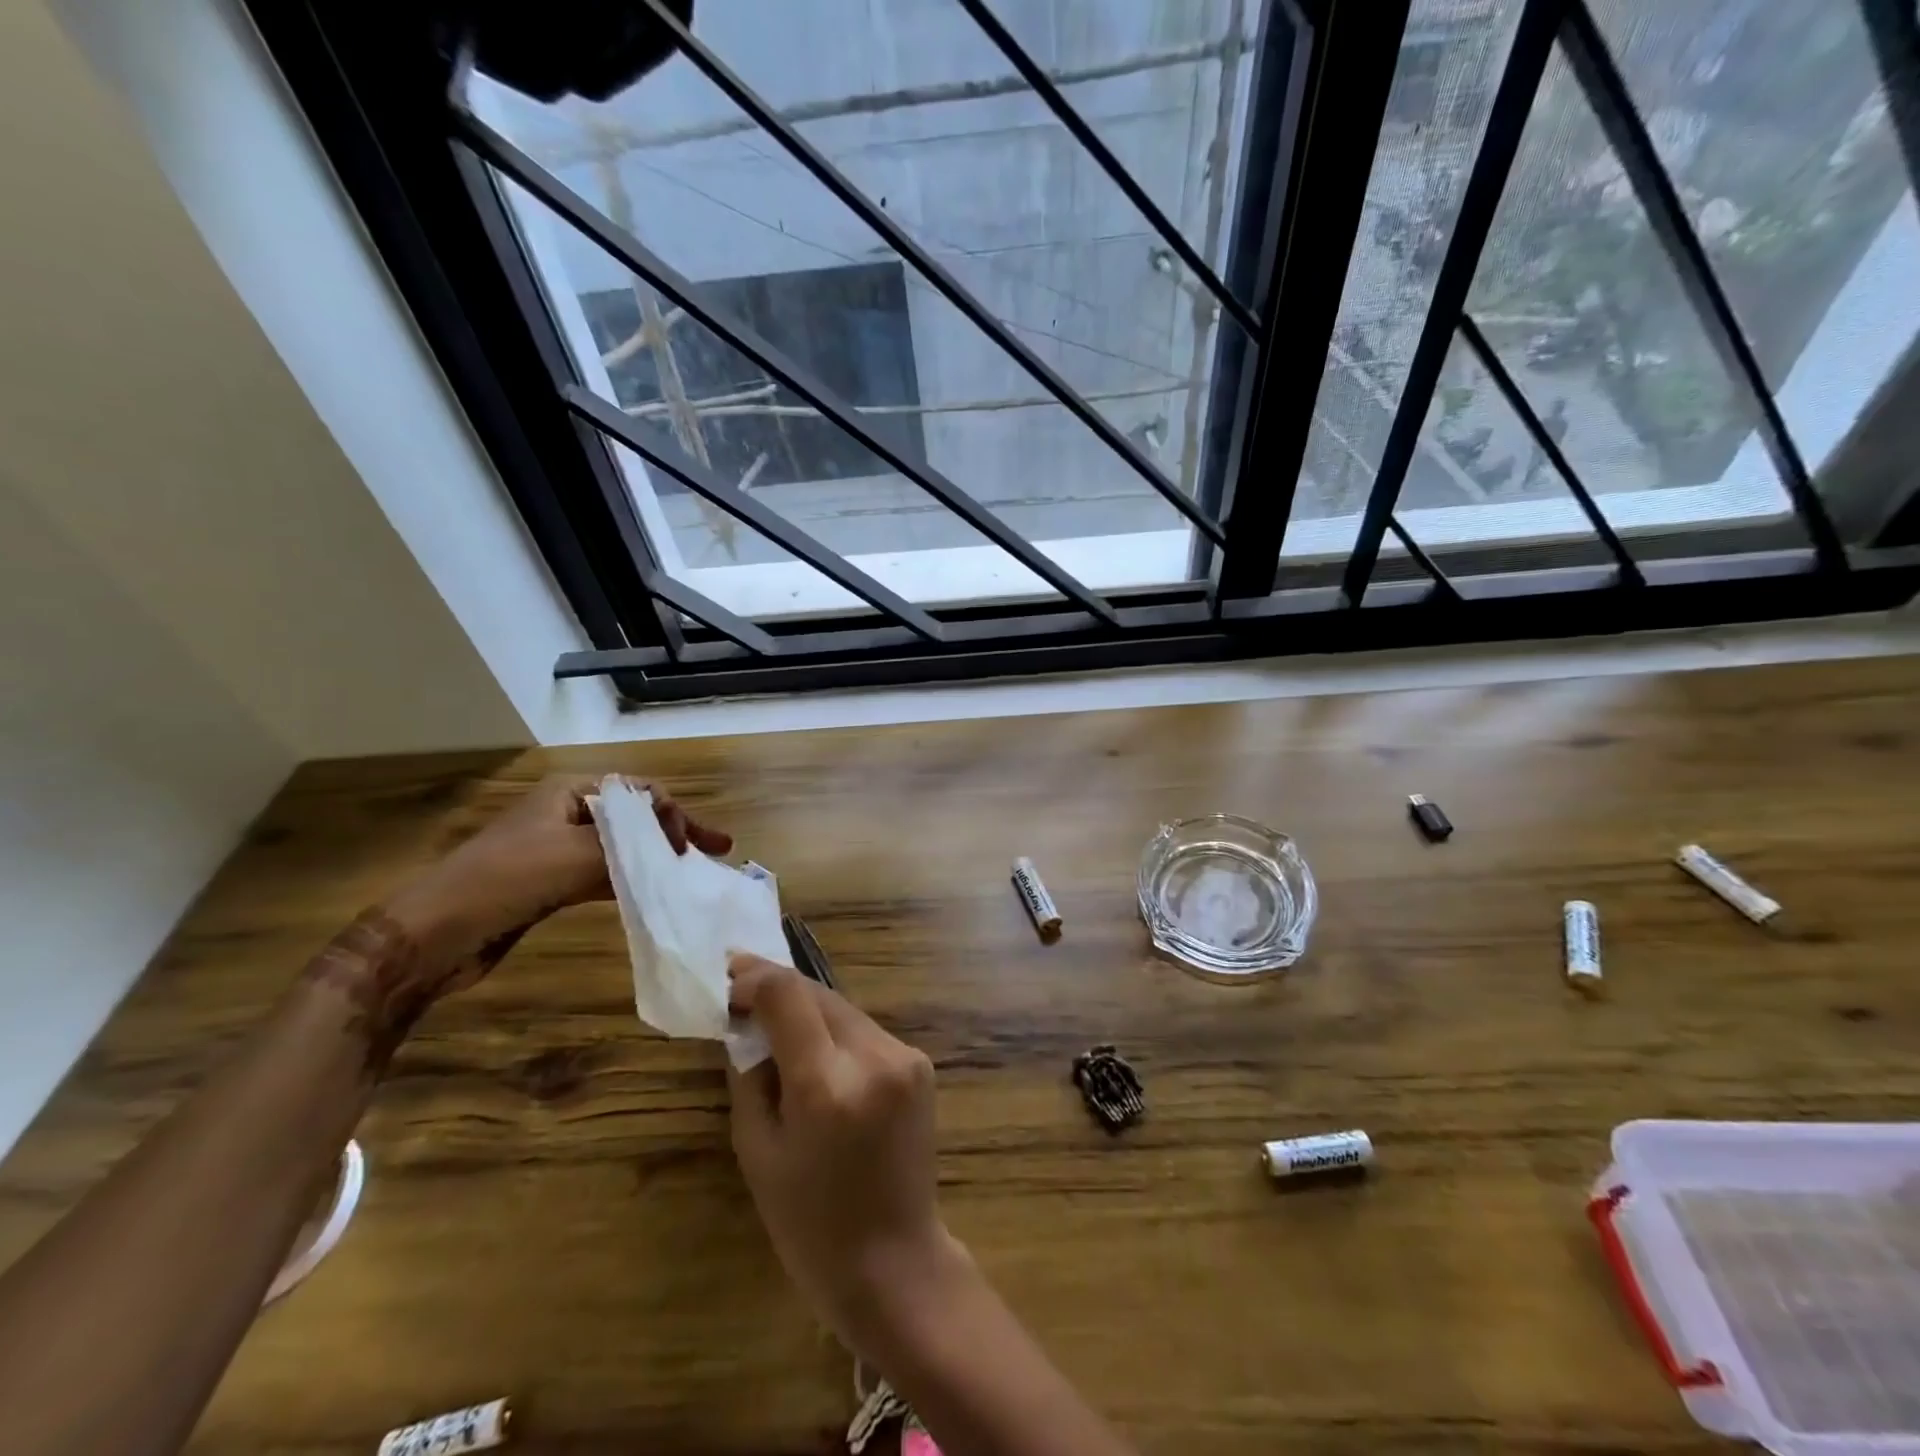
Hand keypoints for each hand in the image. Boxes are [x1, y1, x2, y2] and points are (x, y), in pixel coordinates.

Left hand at [387, 774, 730, 990]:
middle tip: (715, 852)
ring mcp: (559, 849)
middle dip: (675, 833)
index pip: (640, 792)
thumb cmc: (506, 879)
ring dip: (656, 859)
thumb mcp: (577, 855)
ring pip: (622, 848)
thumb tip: (675, 850)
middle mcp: (568, 813)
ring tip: (691, 875)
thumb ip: (631, 847)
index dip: (674, 814)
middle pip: (635, 818)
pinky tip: (654, 894)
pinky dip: (632, 881)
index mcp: (571, 791)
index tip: (694, 847)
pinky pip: (605, 875)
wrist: (435, 933)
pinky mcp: (553, 883)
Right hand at [727, 955, 964, 1355]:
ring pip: (843, 1009)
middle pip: (818, 993)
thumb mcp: (757, 1151)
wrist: (895, 1262)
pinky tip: (818, 1051)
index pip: (788, 995)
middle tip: (742, 991)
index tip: (728, 977)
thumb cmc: (810, 1224)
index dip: (754, 977)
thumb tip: (745, 1023)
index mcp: (825, 1085)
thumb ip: (749, 1075)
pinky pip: (865, 1032)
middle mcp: (873, 1057)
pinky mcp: (920, 1063)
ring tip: (775, 1023)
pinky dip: (836, 1033)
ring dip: (808, 1010)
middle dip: (778, 989)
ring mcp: (904, 1057)